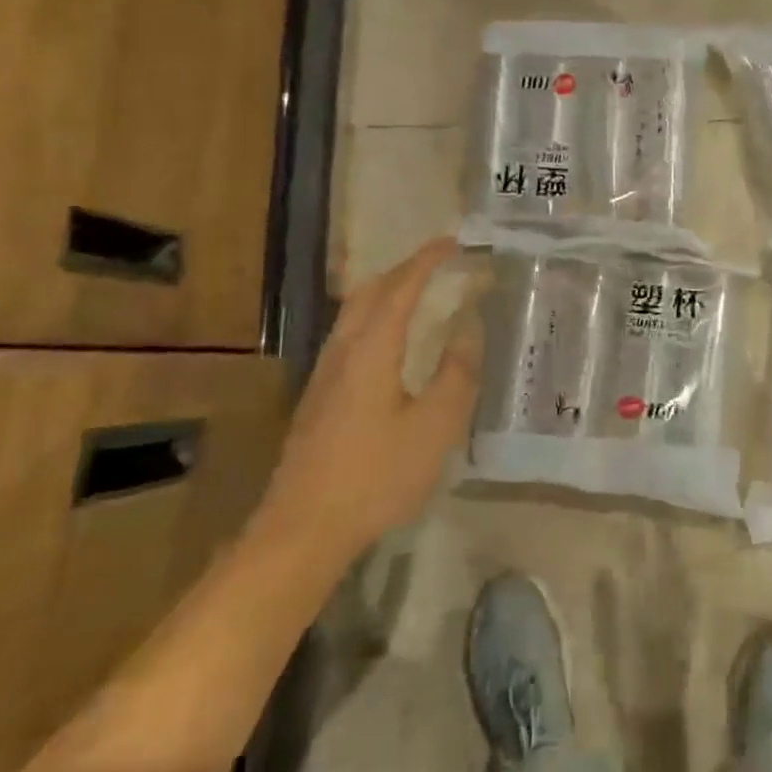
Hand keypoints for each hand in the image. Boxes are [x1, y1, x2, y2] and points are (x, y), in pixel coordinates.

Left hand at [256, 238, 480, 561]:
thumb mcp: (434, 426)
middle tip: (438, 264)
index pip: (401, 287)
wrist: (302, 529)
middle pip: (369, 292)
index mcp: (371, 350)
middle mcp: (342, 351)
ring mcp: (324, 375)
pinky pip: (349, 336)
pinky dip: (375, 319)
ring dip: (386, 293)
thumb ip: (456, 373)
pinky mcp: (318, 398)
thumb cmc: (376, 476)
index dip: (427, 260)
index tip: (453, 242)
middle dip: (404, 270)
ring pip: (354, 314)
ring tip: (418, 295)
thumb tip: (469, 327)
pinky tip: (390, 346)